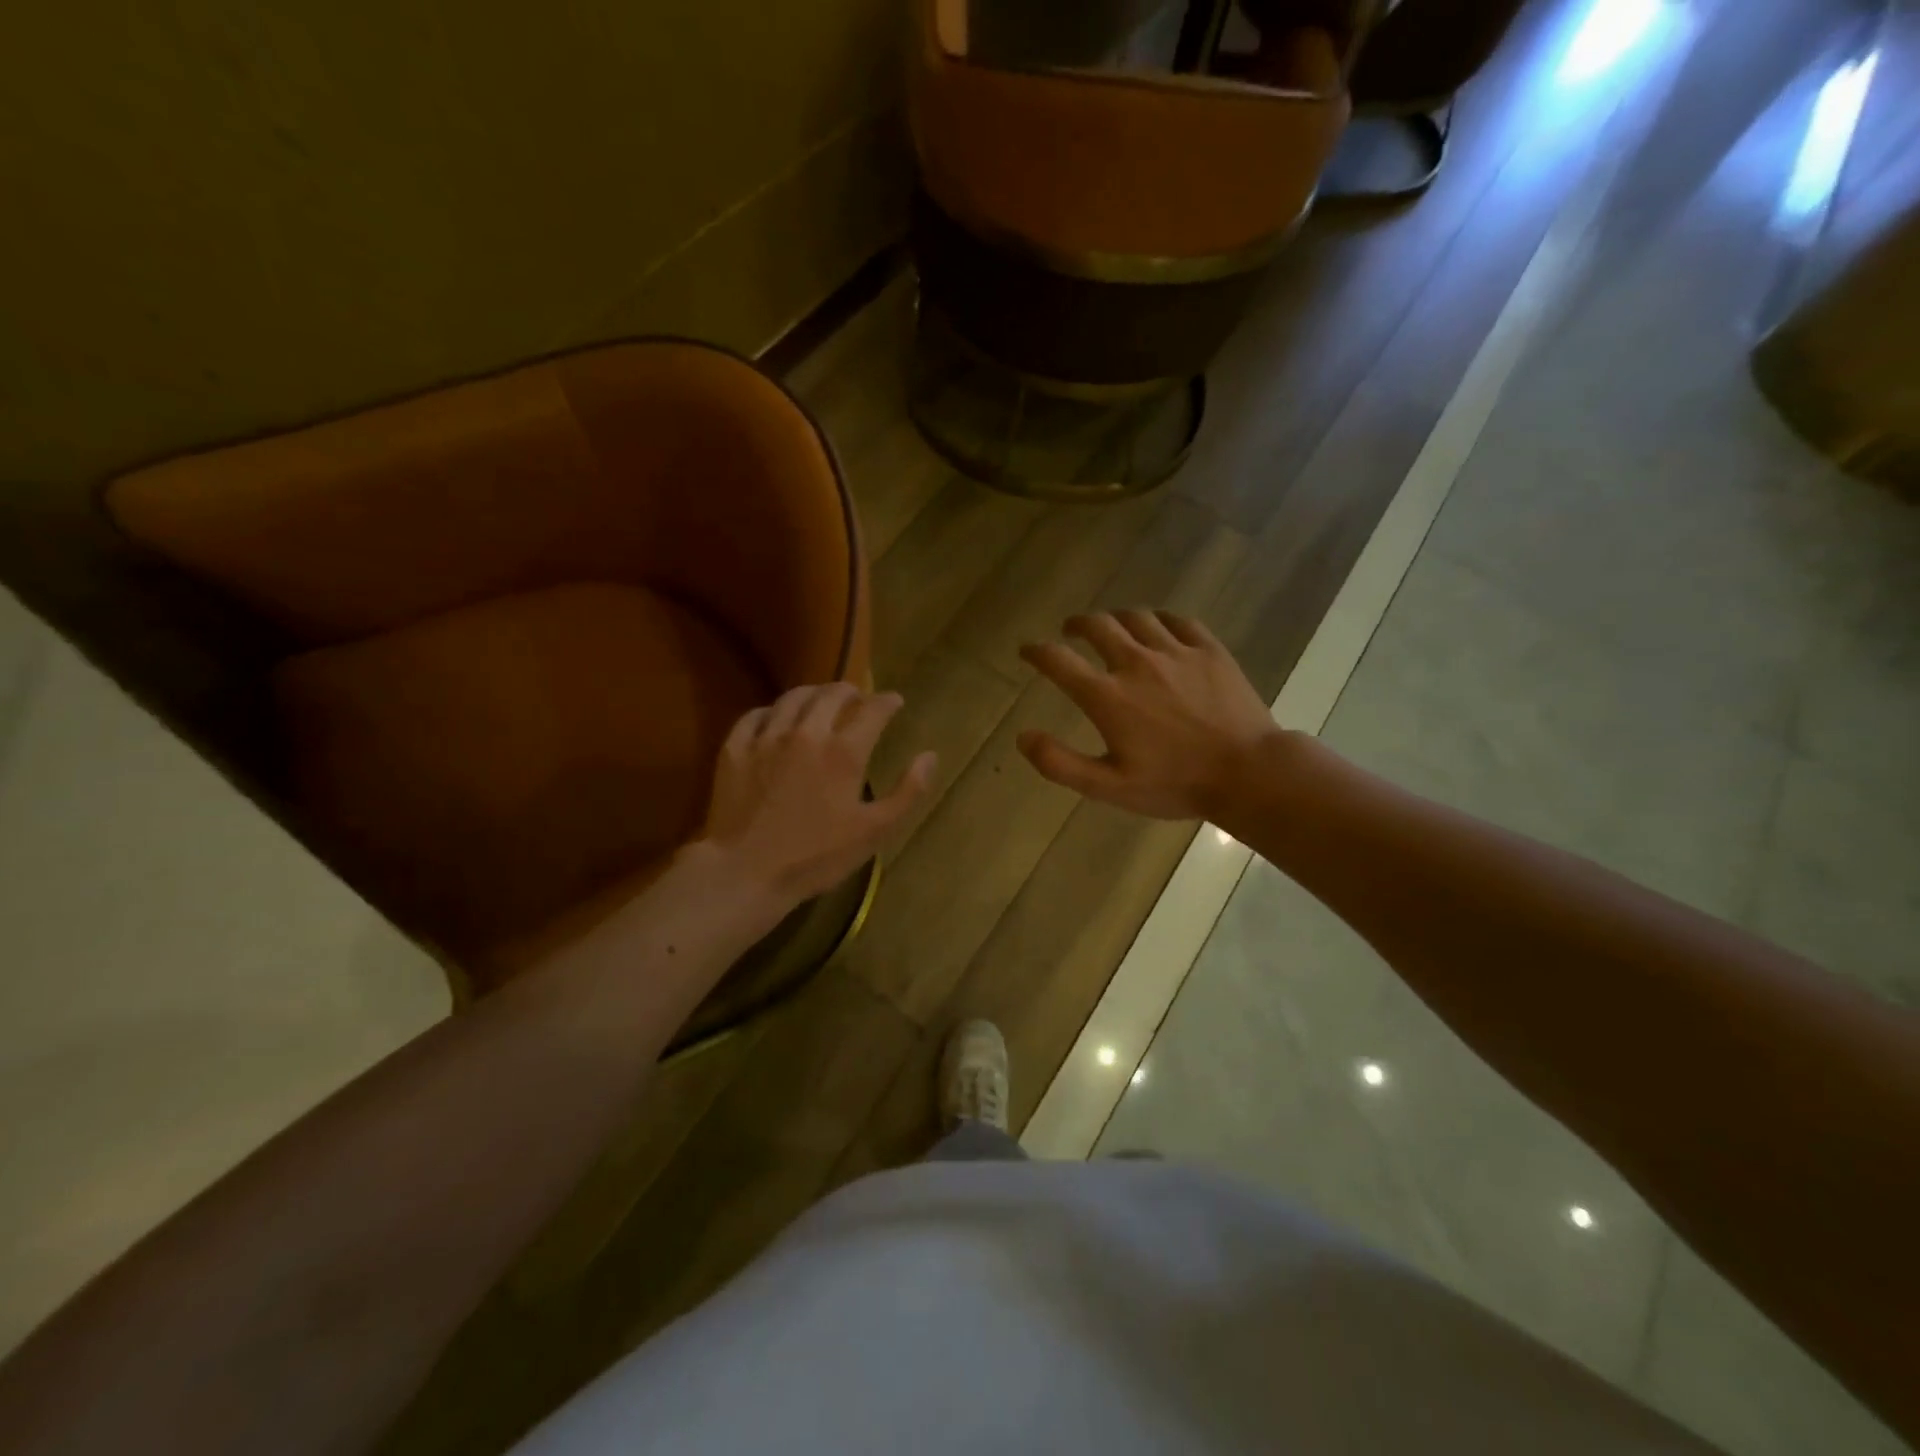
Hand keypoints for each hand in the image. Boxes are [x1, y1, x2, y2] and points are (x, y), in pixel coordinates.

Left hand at [699, 684, 935, 904]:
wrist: (746, 871)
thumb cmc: (816, 856)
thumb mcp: (874, 831)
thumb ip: (907, 792)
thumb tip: (929, 755)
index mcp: (844, 752)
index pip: (872, 710)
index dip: (887, 701)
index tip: (895, 701)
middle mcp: (806, 733)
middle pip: (831, 694)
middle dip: (850, 690)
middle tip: (857, 697)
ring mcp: (767, 738)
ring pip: (792, 698)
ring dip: (813, 693)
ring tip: (820, 700)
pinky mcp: (735, 749)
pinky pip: (755, 715)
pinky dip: (772, 711)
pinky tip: (776, 719)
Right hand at [1017, 610, 1280, 820]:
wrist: (1248, 773)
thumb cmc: (1175, 784)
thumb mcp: (1109, 787)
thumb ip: (1060, 763)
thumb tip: (1023, 737)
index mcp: (1108, 696)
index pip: (1059, 661)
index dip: (1036, 651)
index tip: (1027, 650)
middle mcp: (1136, 663)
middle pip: (1098, 626)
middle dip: (1077, 624)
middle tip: (1070, 630)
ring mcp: (1176, 652)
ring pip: (1136, 617)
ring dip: (1115, 618)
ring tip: (1111, 626)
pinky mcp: (1209, 650)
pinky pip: (1178, 620)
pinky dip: (1159, 619)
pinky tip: (1158, 627)